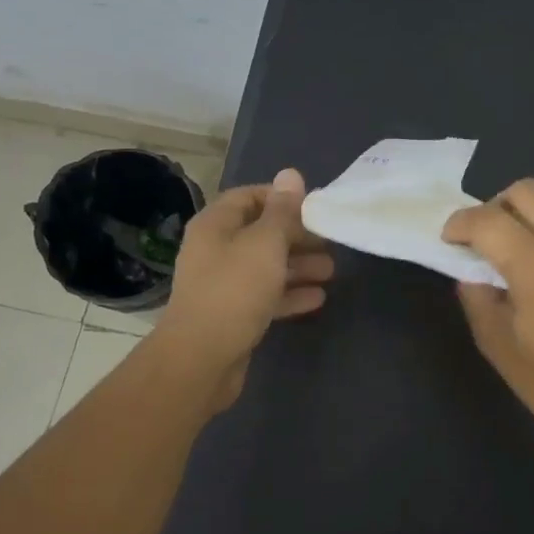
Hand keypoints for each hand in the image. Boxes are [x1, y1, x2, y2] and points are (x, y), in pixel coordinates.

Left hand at [154, 169, 333, 408]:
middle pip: (261, 233)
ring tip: (332, 271)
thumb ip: (282, 211)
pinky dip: (290, 294)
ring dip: (299, 266)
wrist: (201, 359)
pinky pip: (265, 296)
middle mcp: (215, 250)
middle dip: (297, 236)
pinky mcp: (233, 315)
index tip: (314, 207)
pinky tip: (318, 298)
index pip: (249, 197)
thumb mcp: (265, 244)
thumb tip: (291, 174)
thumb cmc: (234, 291)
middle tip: (331, 242)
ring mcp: (223, 285)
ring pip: (266, 267)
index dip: (281, 198)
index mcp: (216, 225)